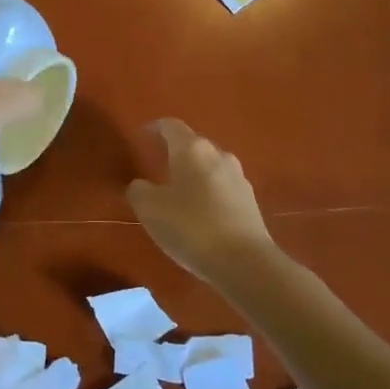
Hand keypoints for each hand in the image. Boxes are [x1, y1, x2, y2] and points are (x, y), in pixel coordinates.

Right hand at [127, 119, 276, 286]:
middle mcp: (218, 154)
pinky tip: (200, 213)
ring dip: (193, 174)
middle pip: (193, 145)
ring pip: (210, 166)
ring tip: (178, 192)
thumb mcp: (150, 209)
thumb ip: (139, 191)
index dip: (154, 128)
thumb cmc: (191, 227)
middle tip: (157, 166)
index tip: (142, 135)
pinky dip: (208, 193)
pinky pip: (222, 187)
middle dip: (175, 152)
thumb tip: (141, 185)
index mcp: (192, 149)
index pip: (171, 126)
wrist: (244, 262)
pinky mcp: (250, 201)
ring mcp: (239, 177)